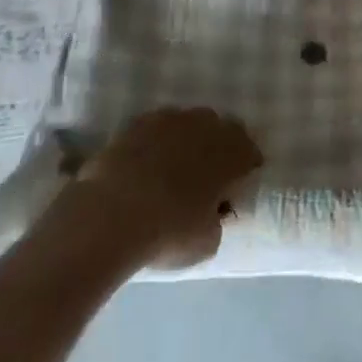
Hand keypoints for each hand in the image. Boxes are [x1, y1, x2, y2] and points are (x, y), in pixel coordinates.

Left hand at [74, 107, 263, 270]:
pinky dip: (155, 143)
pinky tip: (144, 166)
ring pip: (187, 124)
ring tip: (171, 169)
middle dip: (216, 148)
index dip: (245, 168)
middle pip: (220, 130)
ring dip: (185, 141)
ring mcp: (170, 120)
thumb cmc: (169, 232)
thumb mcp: (207, 241)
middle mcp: (207, 127)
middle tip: (205, 176)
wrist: (111, 215)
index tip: (236, 186)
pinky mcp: (136, 124)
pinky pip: (155, 129)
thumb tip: (211, 213)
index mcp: (232, 153)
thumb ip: (216, 220)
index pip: (250, 151)